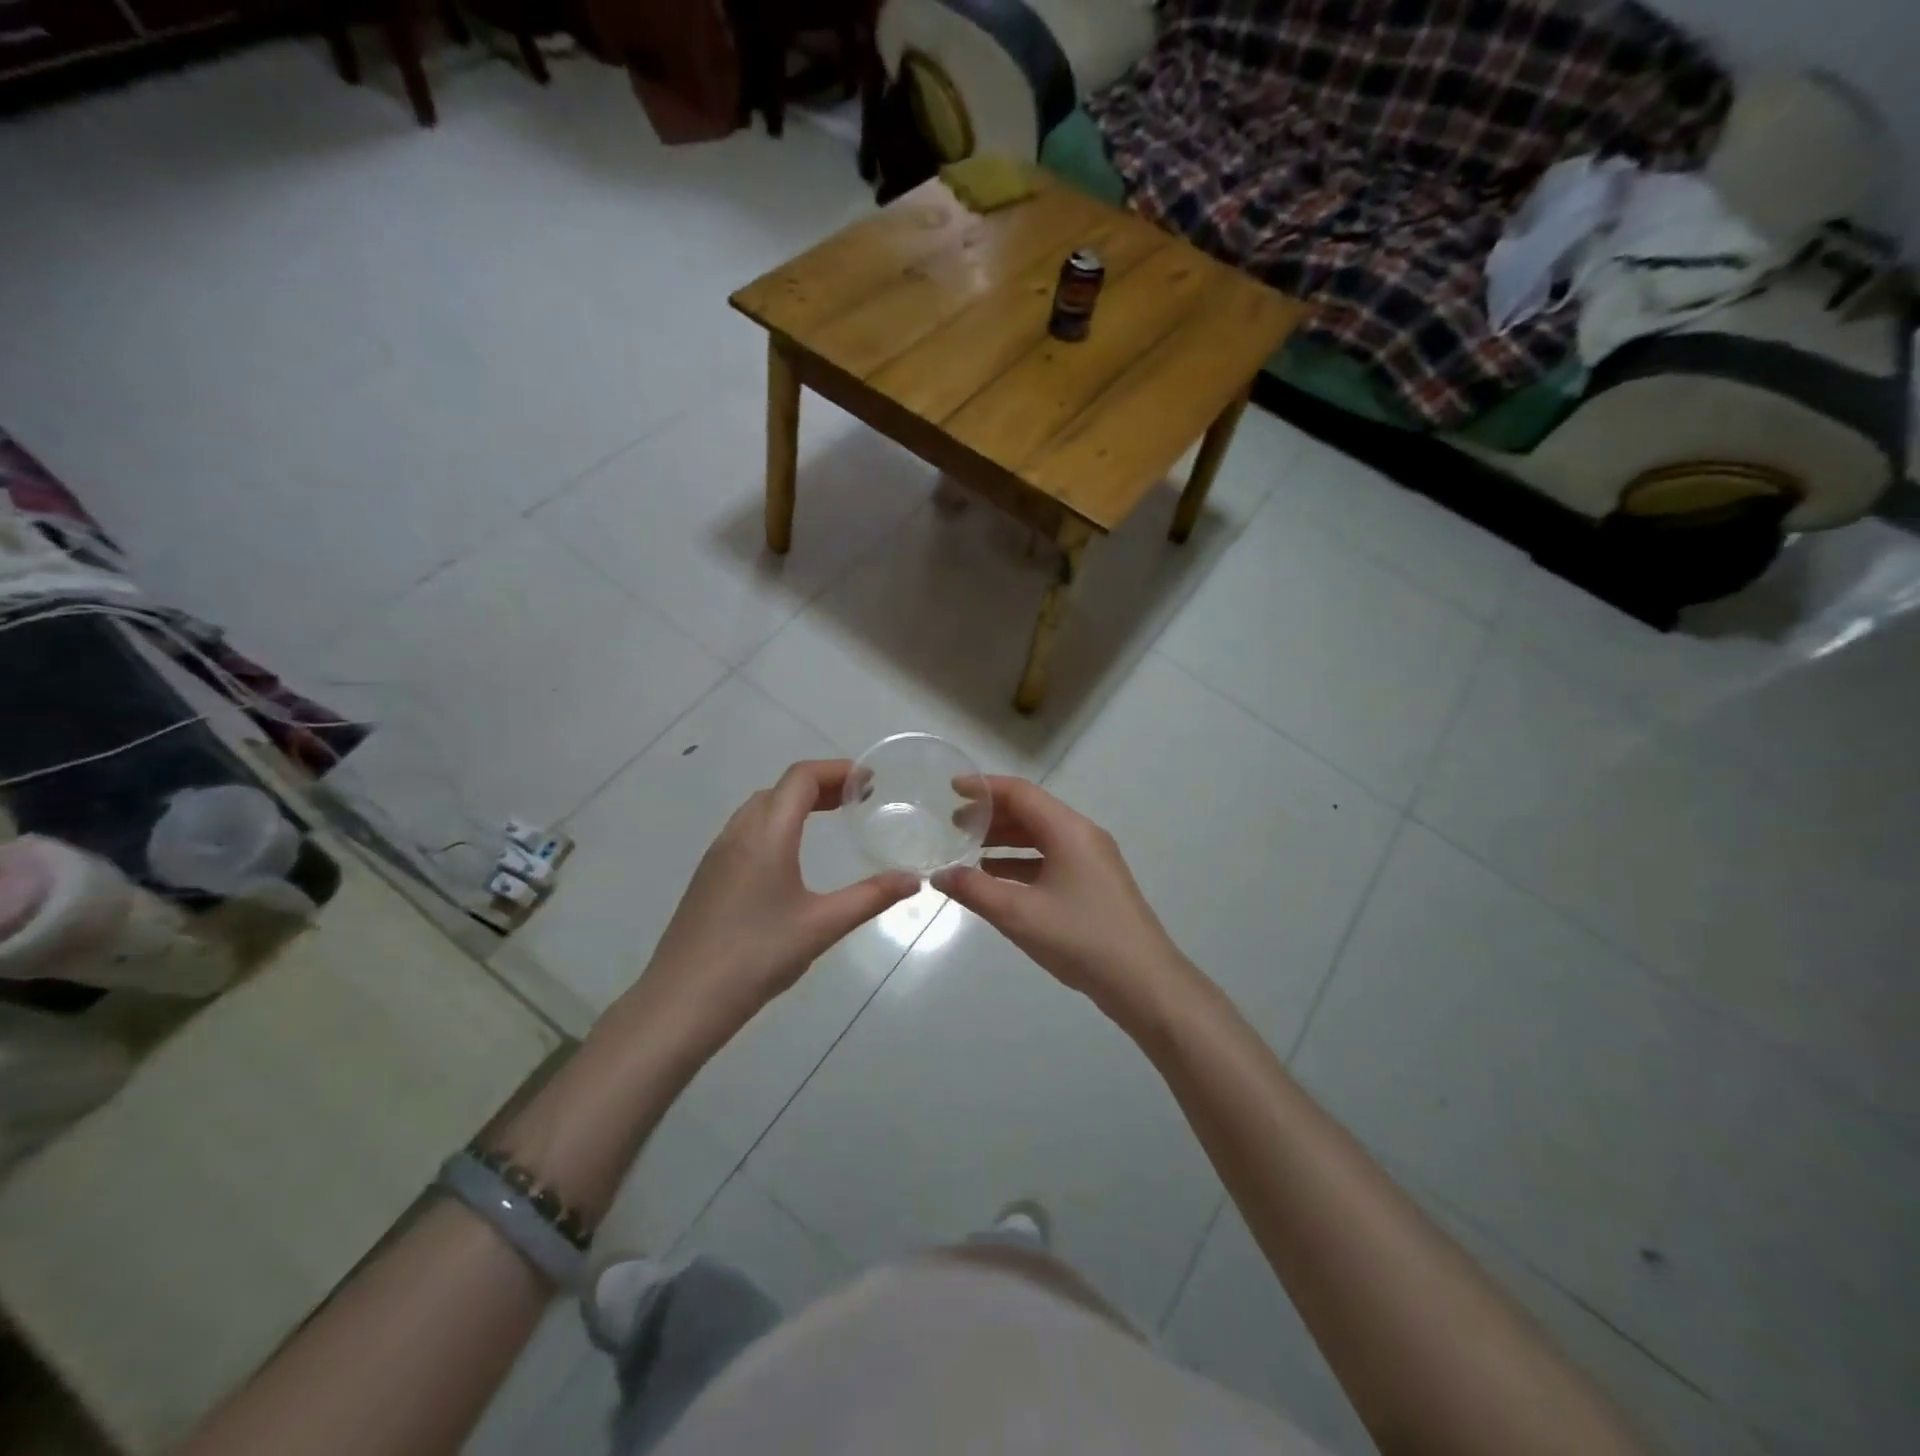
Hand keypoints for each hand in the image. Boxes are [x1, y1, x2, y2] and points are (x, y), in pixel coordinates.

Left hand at [641, 760, 918, 1037]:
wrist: (682, 1001)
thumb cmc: (756, 957)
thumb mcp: (822, 926)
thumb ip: (871, 897)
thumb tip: (913, 879)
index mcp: (766, 835)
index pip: (801, 778)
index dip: (837, 770)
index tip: (869, 781)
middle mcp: (738, 834)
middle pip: (780, 789)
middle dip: (821, 785)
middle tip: (857, 800)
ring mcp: (717, 855)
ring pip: (759, 808)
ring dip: (796, 803)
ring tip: (829, 820)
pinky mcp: (708, 877)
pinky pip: (746, 830)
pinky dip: (776, 823)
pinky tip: (790, 857)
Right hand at [932, 777, 1199, 1026]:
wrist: (1143, 982)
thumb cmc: (1080, 939)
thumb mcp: (1019, 914)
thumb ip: (974, 890)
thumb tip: (939, 874)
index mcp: (1068, 830)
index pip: (1020, 793)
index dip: (984, 787)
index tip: (952, 789)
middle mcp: (1082, 835)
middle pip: (1031, 812)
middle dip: (991, 815)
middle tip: (953, 825)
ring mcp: (1092, 860)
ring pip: (1041, 837)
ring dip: (1005, 840)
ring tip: (968, 851)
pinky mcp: (1094, 883)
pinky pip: (1051, 859)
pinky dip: (1021, 862)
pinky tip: (997, 879)